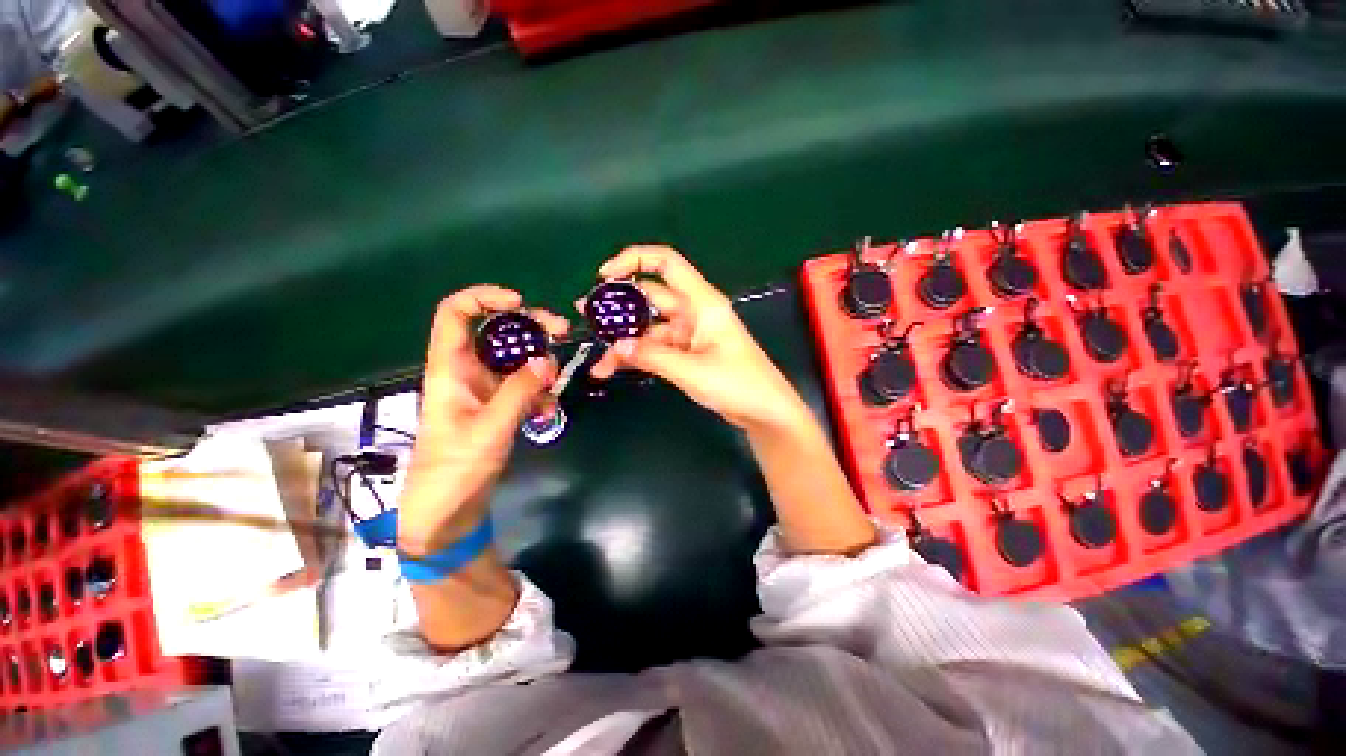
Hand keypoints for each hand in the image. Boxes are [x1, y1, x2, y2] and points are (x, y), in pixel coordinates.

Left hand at [398, 286, 568, 556]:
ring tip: (556, 385)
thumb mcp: (489, 428)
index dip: (484, 298)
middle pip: (496, 331)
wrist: (446, 511)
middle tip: (561, 331)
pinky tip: (547, 412)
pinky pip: (524, 386)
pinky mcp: (498, 406)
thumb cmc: (454, 469)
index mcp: (450, 368)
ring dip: (540, 366)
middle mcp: (467, 371)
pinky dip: (539, 392)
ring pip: (515, 359)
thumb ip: (519, 392)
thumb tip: (547, 360)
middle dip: (530, 327)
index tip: (520, 303)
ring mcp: (485, 389)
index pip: (455, 314)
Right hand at [584, 246, 808, 430]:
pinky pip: (656, 347)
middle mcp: (693, 312)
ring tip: (598, 361)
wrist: (765, 412)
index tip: (604, 276)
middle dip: (618, 307)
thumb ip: (652, 355)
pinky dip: (637, 356)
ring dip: (624, 341)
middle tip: (584, 316)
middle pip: (650, 297)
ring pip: (649, 328)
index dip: (634, 260)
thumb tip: (615, 346)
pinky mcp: (687, 353)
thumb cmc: (738, 384)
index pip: (666, 263)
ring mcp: (689, 333)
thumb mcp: (692, 370)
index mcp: (702, 303)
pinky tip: (614, 369)